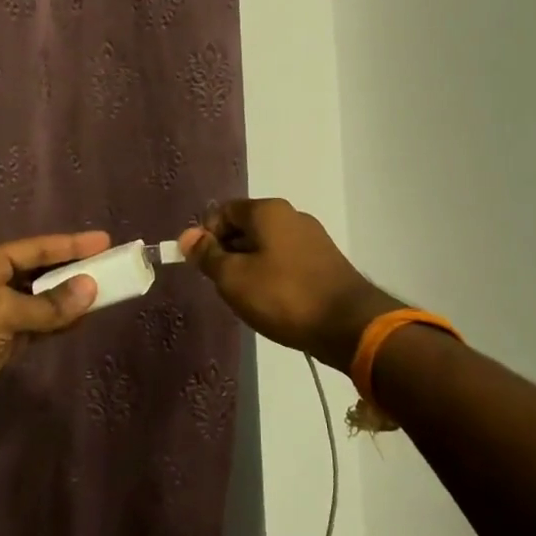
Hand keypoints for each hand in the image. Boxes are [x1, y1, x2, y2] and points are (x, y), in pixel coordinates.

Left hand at [0, 230, 108, 432]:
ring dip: (67, 298)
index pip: (34, 249)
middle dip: (72, 269)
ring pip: (39, 300)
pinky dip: (57, 323)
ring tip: (103, 291)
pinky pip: (35, 326)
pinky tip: (80, 319)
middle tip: (109, 265)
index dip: (70, 244)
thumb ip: (47, 304)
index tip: (103, 241)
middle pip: (38, 272)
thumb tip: (90, 289)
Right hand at [178, 199, 396, 372]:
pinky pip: (286, 260)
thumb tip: (187, 236)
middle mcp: (292, 216)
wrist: (348, 324)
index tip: (202, 267)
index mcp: (268, 210)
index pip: (223, 211)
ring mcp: (312, 238)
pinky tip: (274, 303)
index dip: (206, 236)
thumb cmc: (283, 296)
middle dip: (228, 253)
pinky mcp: (325, 261)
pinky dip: (273, 276)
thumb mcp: (234, 278)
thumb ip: (207, 255)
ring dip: (250, 267)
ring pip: (266, 246)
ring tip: (248, 299)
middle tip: (223, 286)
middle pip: (245, 227)